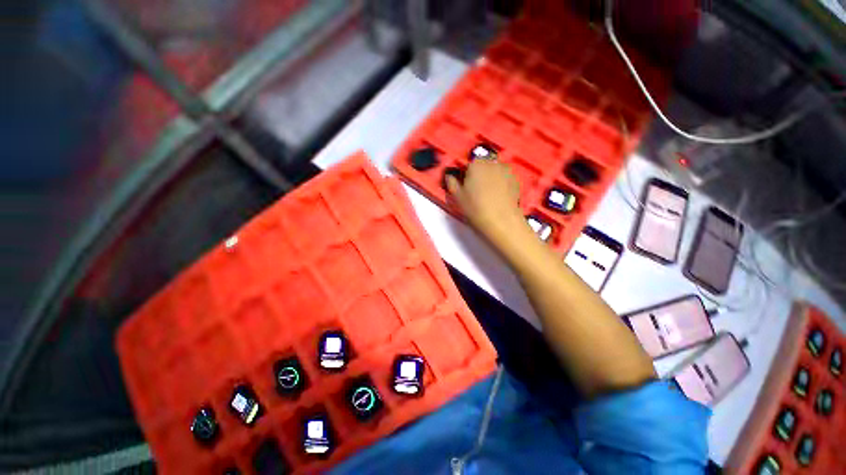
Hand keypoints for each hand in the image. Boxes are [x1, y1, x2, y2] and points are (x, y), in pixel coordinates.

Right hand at [445, 159, 523, 239]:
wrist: (502, 221)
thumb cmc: (475, 208)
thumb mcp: (457, 197)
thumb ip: (452, 182)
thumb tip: (450, 175)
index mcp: (476, 164)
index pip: (468, 163)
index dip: (465, 173)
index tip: (465, 185)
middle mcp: (492, 163)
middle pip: (483, 165)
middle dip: (479, 173)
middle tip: (476, 189)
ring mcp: (506, 170)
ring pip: (495, 170)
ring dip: (491, 177)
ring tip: (489, 193)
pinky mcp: (516, 180)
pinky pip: (505, 178)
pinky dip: (501, 183)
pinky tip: (499, 196)